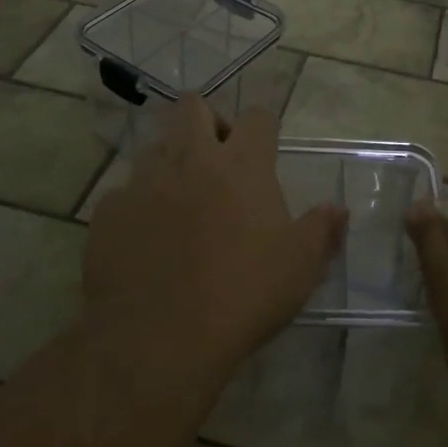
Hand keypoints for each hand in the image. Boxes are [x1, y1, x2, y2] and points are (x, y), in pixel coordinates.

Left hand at [82, 96, 345, 392]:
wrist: (157, 339)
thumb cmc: (242, 295)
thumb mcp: (300, 267)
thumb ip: (322, 230)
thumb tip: (338, 209)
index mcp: (241, 164)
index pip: (257, 116)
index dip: (262, 127)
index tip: (264, 148)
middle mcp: (191, 158)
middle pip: (193, 106)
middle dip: (206, 121)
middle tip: (216, 158)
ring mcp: (144, 182)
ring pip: (155, 146)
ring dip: (170, 162)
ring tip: (179, 201)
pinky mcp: (109, 212)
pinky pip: (123, 194)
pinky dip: (136, 206)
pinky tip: (145, 240)